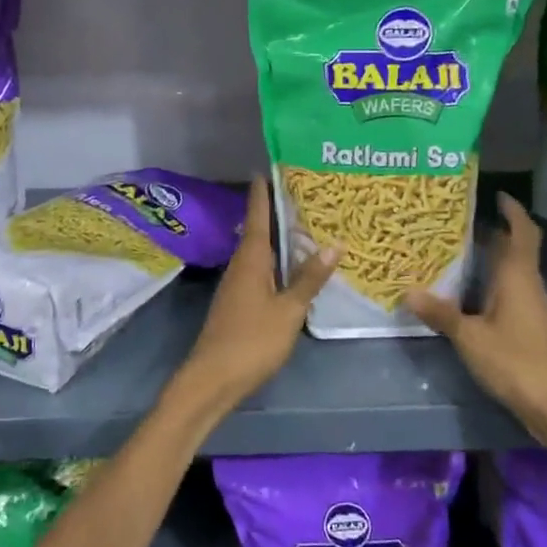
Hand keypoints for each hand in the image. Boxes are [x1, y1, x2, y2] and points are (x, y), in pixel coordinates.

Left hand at [169, 176, 336, 421]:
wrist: (212, 378)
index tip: (266, 168)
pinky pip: (260, 271)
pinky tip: (291, 268)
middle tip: (301, 192)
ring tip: (304, 225)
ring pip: (259, 253)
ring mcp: (237, 285)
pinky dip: (276, 262)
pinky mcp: (238, 303)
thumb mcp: (288, 310)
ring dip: (277, 239)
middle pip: (259, 231)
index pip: (258, 216)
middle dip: (276, 212)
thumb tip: (333, 244)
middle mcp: (241, 265)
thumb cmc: (252, 339)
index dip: (262, 193)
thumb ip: (309, 279)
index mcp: (251, 259)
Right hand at [405, 193, 546, 438]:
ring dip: (490, 255)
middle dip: (493, 230)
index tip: (496, 194)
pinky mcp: (528, 324)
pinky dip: (490, 279)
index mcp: (516, 277)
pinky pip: (508, 288)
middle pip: (515, 248)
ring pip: (511, 269)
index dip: (512, 211)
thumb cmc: (514, 361)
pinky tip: (466, 288)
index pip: (520, 232)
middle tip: (458, 219)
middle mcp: (526, 284)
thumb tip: (408, 291)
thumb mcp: (469, 337)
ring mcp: (530, 305)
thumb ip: (441, 313)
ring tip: (455, 248)